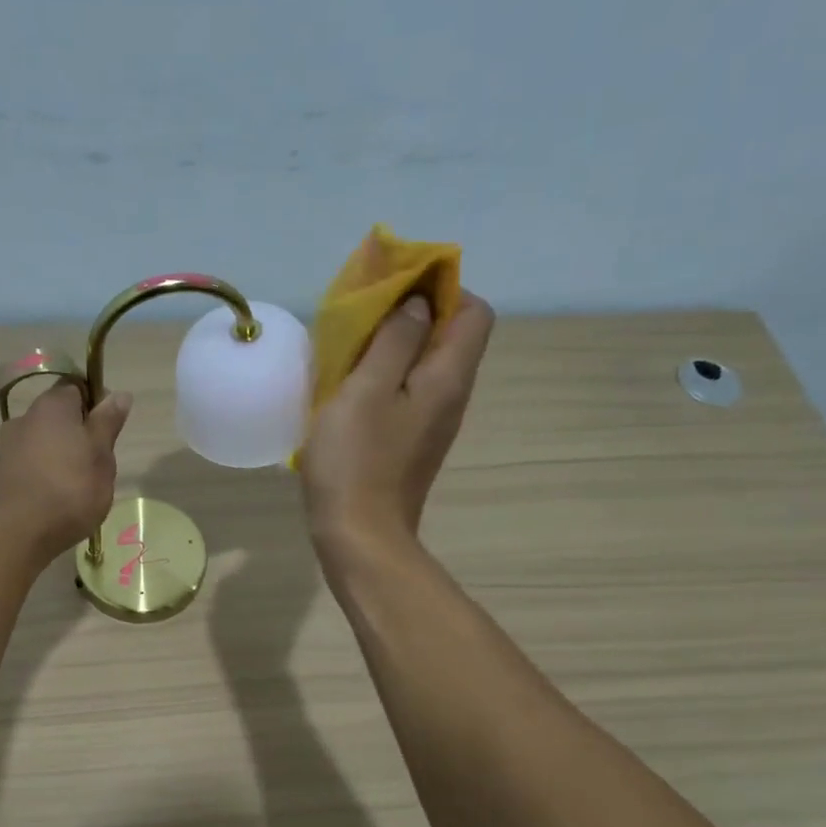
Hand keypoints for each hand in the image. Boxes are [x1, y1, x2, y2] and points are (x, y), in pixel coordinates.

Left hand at [0, 382, 131, 559]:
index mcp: (52, 407)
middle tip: (94, 464)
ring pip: (39, 443)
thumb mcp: (102, 456)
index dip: (95, 404)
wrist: (17, 533)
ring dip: (55, 456)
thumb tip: (119, 393)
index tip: (107, 431)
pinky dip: (38, 476)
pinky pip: (25, 467)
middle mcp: (23, 419)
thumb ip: (108, 423)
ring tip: (72, 488)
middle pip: (56, 417)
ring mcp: (5, 448)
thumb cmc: (70, 490)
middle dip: (75, 434)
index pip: (76, 388)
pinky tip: (50, 501)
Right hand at [300, 289, 494, 560]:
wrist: (359, 537)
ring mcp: (433, 424)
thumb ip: (395, 339)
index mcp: (448, 378)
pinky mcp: (412, 445)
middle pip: (451, 337)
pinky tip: (351, 392)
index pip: (474, 311)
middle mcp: (452, 397)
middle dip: (413, 316)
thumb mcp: (367, 389)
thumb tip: (416, 304)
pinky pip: (409, 394)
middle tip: (364, 320)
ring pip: (426, 366)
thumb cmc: (357, 460)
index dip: (441, 289)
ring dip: (395, 349)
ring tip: (352, 352)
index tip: (395, 291)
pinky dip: (386, 380)